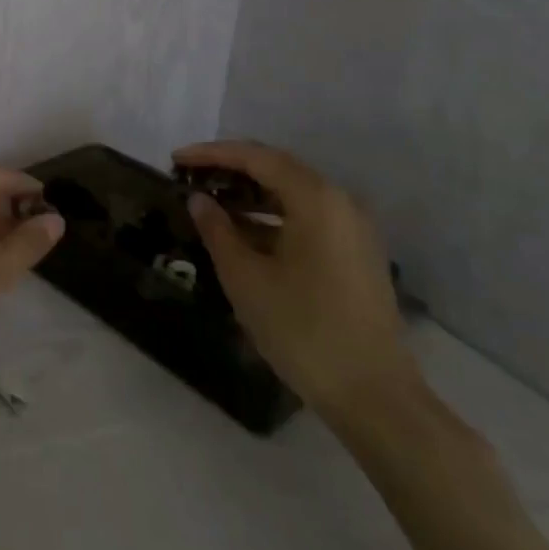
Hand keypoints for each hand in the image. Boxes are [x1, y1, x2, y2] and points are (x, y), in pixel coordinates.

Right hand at [174, 141, 417, 424]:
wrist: (373, 395)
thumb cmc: (302, 329)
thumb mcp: (245, 277)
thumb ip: (217, 229)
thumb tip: (198, 199)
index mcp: (316, 199)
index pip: (256, 158)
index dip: (212, 154)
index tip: (175, 160)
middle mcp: (340, 203)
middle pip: (277, 170)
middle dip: (230, 170)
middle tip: (189, 177)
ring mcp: (353, 229)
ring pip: (292, 195)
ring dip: (250, 195)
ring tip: (208, 204)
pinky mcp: (355, 254)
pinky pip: (306, 218)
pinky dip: (272, 217)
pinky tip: (241, 233)